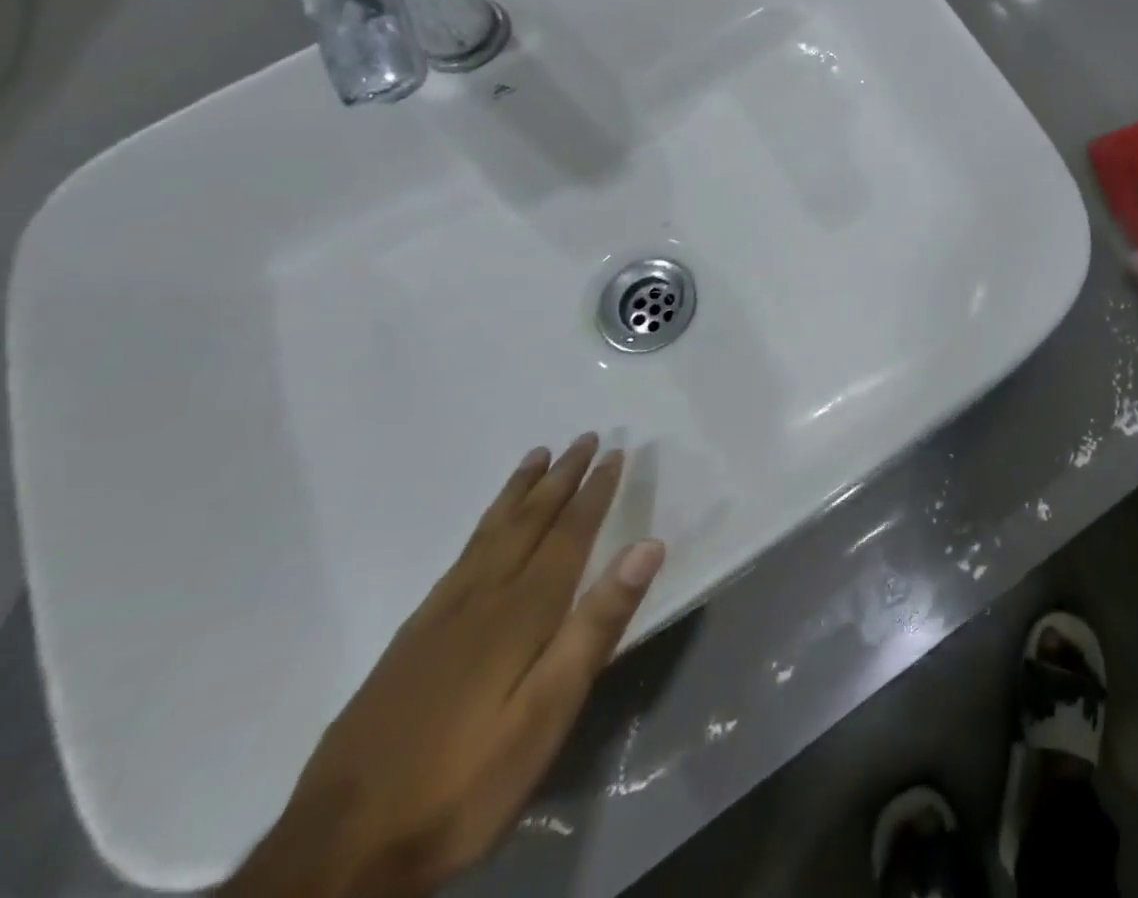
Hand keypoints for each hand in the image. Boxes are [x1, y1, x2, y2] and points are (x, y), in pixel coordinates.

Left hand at [224, 434, 665, 897]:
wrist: (337, 853)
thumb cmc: (464, 782)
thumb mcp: (547, 713)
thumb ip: (597, 626)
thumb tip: (646, 547)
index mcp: (522, 611)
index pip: (569, 534)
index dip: (595, 492)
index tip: (615, 451)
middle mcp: (482, 598)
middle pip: (529, 522)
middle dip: (561, 478)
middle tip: (584, 437)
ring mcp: (439, 618)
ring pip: (489, 534)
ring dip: (520, 491)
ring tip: (537, 457)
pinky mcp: (409, 641)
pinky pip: (459, 558)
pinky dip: (483, 526)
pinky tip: (484, 531)